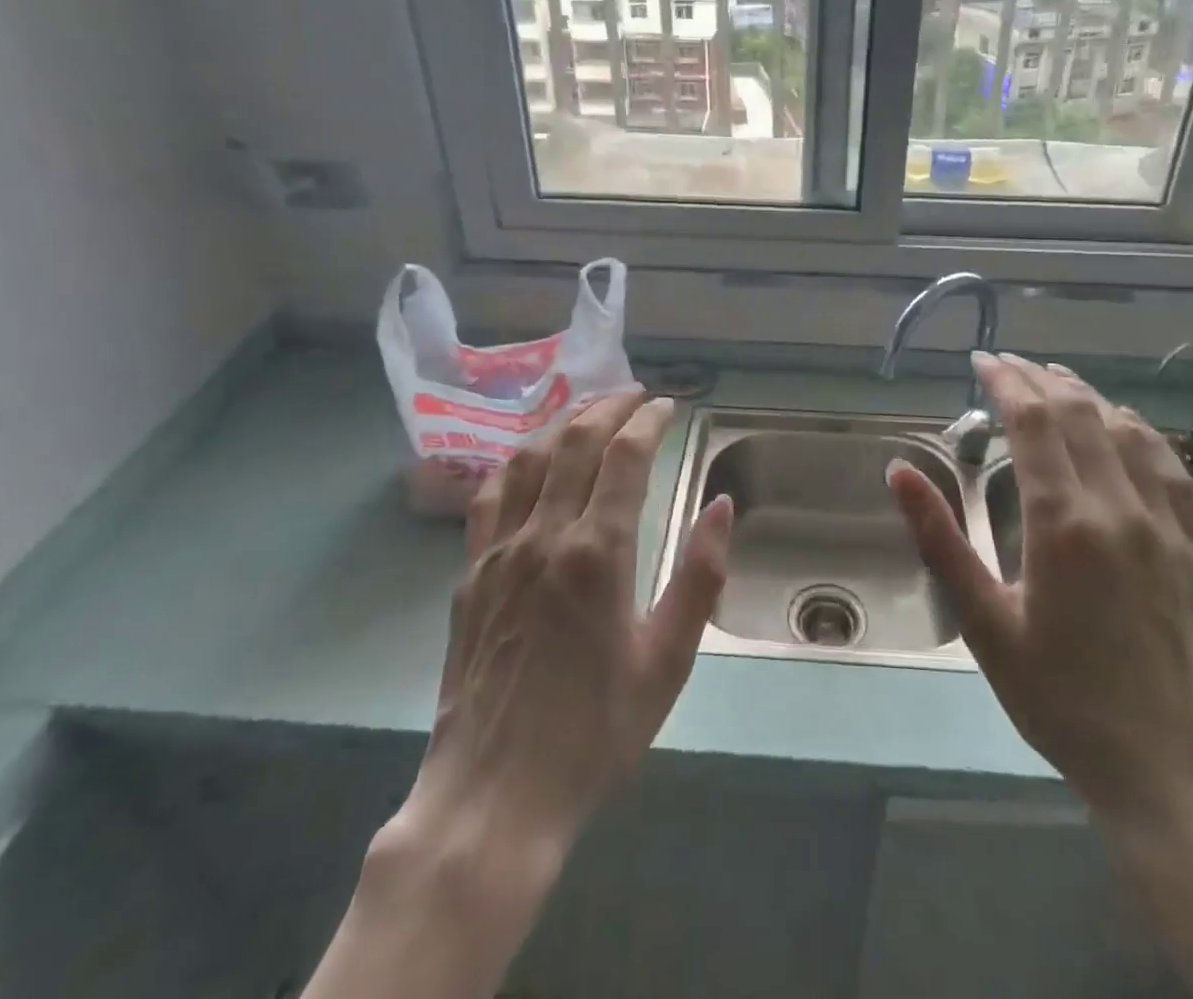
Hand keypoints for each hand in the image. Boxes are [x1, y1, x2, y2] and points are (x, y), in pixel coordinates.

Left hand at [403, 390, 733, 850]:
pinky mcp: (470, 572)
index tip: (668, 407)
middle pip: (575, 442)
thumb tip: (723, 506)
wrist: (495, 798)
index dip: (648, 420)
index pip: (624, 456)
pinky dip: (517, 460)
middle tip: (635, 395)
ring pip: (528, 456)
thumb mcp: (668, 661)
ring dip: (562, 421)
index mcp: (597, 553)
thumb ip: (699, 576)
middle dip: (609, 407)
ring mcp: (499, 551)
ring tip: (589, 409)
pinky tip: (531, 457)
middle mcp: (544, 535)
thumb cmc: (595, 732)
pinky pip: (491, 494)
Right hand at [887, 352, 1192, 825]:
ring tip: (1055, 380)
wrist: (1172, 773)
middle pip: (1079, 414)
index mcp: (1064, 523)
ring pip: (1127, 430)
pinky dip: (1138, 429)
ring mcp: (1167, 524)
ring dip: (1087, 395)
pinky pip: (1168, 465)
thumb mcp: (984, 624)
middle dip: (1039, 379)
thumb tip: (899, 471)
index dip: (1006, 382)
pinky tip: (1123, 424)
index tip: (981, 361)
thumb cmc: (1062, 700)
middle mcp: (1119, 508)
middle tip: (1007, 365)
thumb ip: (940, 540)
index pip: (1034, 422)